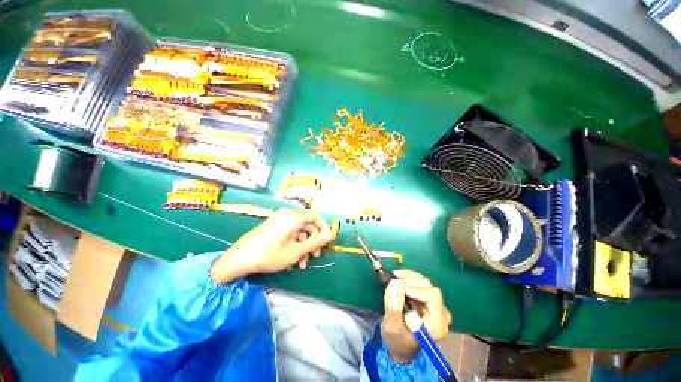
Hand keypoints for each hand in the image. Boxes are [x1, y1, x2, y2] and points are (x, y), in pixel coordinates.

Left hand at [210, 209, 333, 282]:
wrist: (238, 259)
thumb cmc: (269, 254)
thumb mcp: (295, 251)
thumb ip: (315, 242)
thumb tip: (330, 235)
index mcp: (293, 217)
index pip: (315, 217)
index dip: (323, 228)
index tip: (327, 240)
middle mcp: (286, 215)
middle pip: (306, 225)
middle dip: (312, 242)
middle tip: (315, 256)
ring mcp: (278, 221)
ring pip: (297, 232)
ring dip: (302, 247)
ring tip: (301, 264)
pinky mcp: (272, 227)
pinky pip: (288, 233)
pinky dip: (293, 245)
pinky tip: (291, 261)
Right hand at [381, 270, 451, 362]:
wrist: (401, 345)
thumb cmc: (397, 340)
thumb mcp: (392, 326)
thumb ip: (394, 306)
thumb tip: (395, 282)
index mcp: (436, 324)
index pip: (433, 296)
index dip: (415, 288)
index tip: (398, 286)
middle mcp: (442, 314)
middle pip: (429, 287)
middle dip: (410, 281)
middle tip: (393, 278)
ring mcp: (437, 306)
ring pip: (425, 282)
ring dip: (408, 277)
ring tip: (394, 276)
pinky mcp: (429, 300)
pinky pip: (421, 283)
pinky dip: (409, 277)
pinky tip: (399, 277)